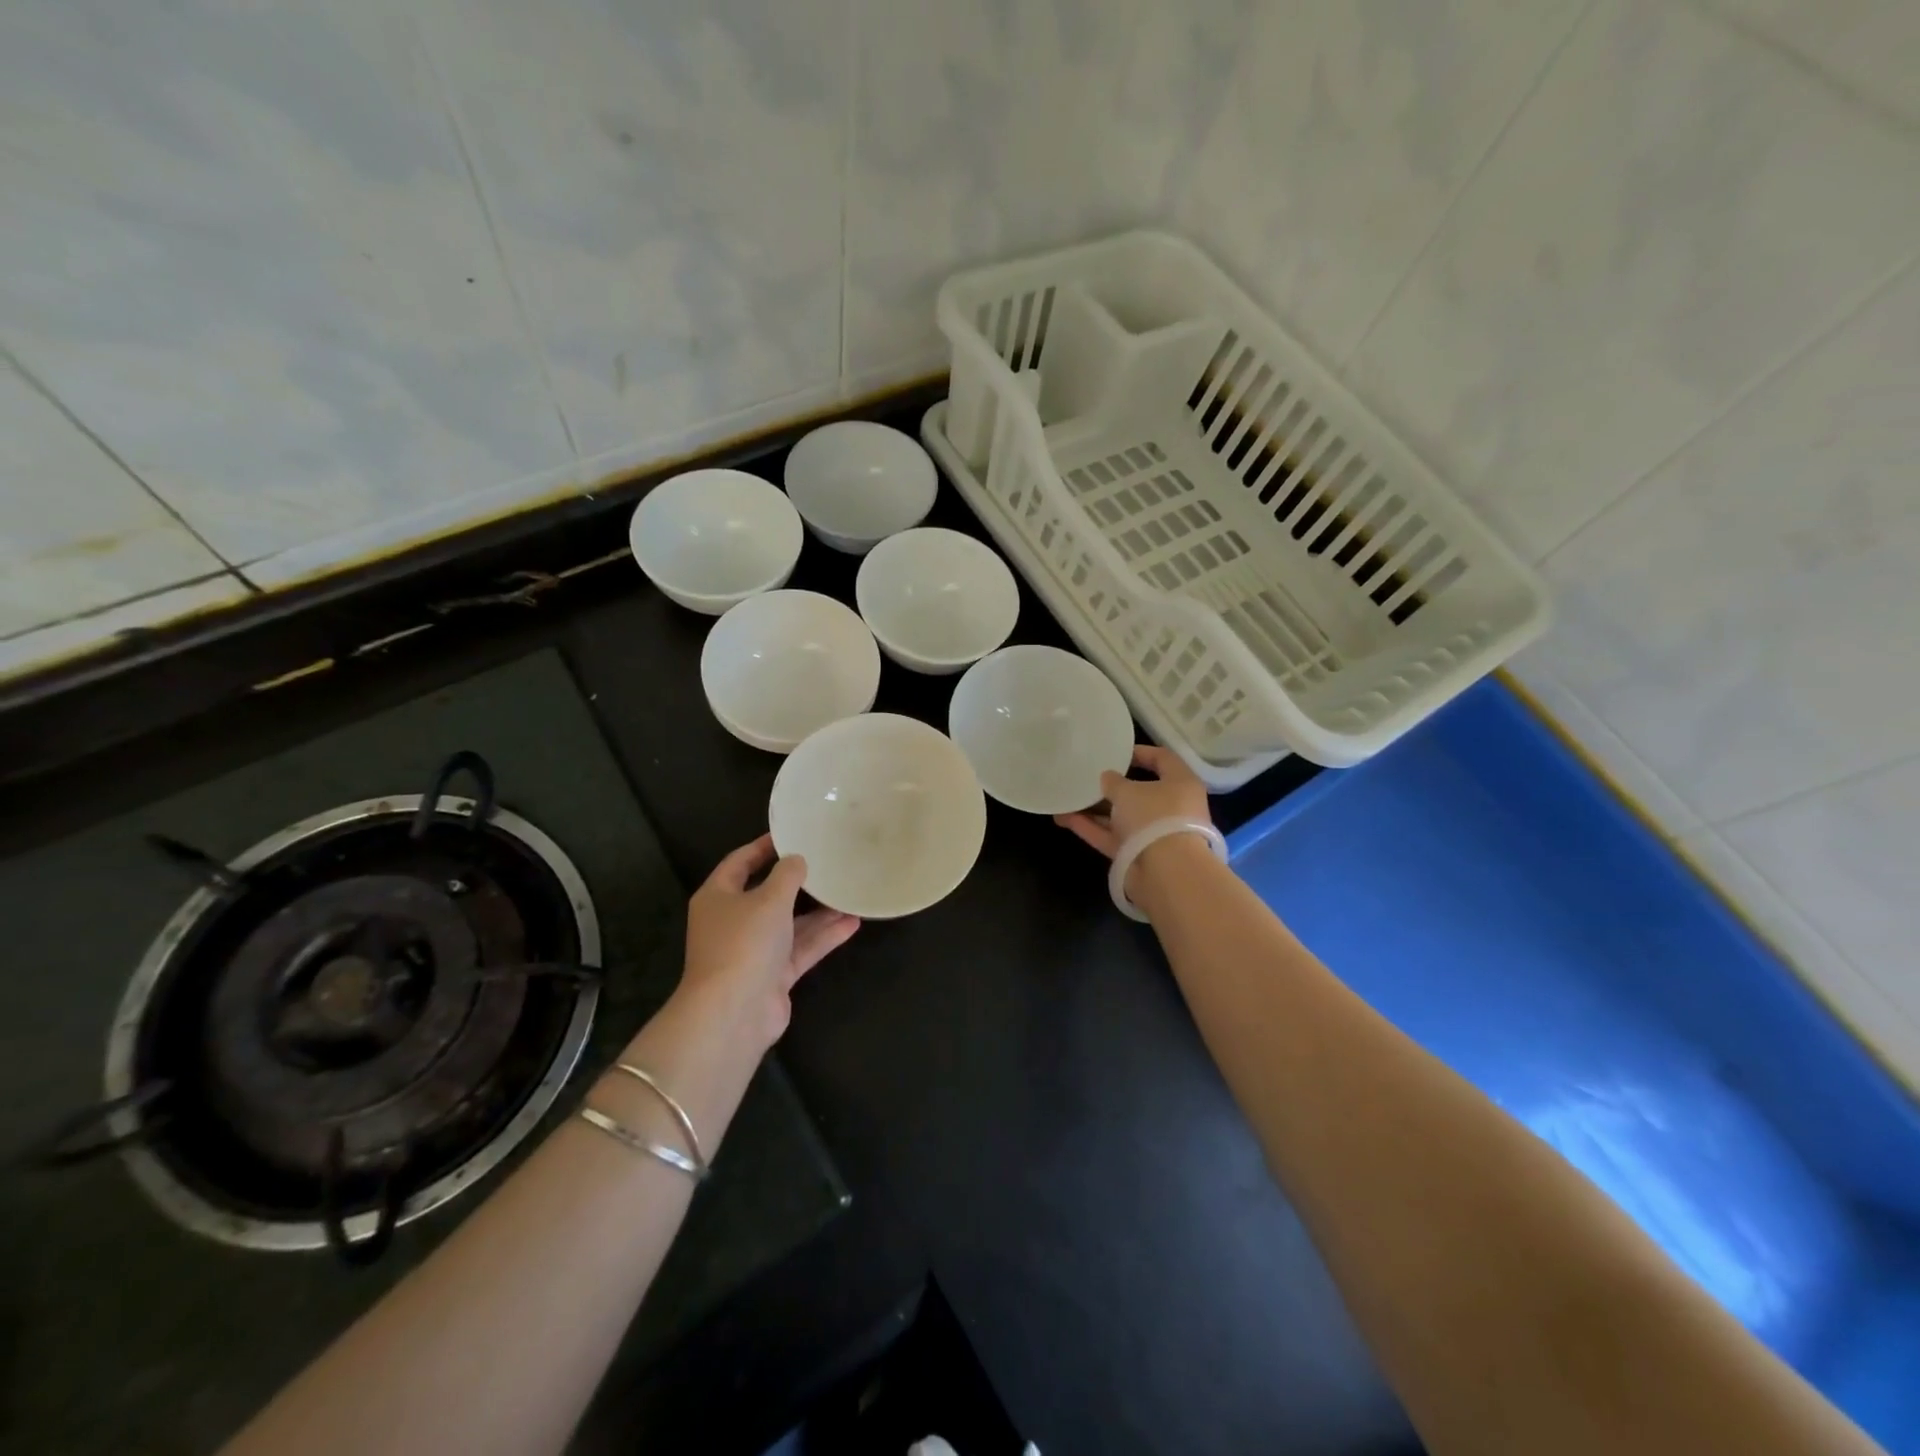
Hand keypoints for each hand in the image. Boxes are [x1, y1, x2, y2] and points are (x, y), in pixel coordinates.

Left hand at [679, 834, 859, 1049]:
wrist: (734, 1012)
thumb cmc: (745, 942)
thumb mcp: (769, 898)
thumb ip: (787, 875)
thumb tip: (797, 860)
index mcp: (718, 897)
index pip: (740, 862)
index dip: (764, 847)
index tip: (792, 833)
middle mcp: (733, 922)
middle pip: (768, 895)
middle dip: (799, 882)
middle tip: (828, 862)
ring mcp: (753, 951)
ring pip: (790, 924)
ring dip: (819, 912)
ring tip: (850, 892)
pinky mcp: (773, 976)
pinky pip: (801, 949)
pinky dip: (824, 937)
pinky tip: (853, 923)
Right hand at [1055, 744, 1211, 896]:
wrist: (1166, 873)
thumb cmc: (1154, 817)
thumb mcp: (1128, 791)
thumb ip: (1113, 781)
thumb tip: (1107, 778)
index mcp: (1180, 784)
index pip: (1163, 759)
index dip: (1140, 752)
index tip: (1115, 752)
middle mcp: (1170, 808)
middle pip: (1139, 792)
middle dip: (1111, 786)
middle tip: (1087, 777)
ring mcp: (1154, 834)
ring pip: (1121, 817)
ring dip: (1095, 809)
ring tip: (1066, 798)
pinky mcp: (1138, 855)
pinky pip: (1112, 836)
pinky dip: (1091, 828)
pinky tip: (1063, 818)